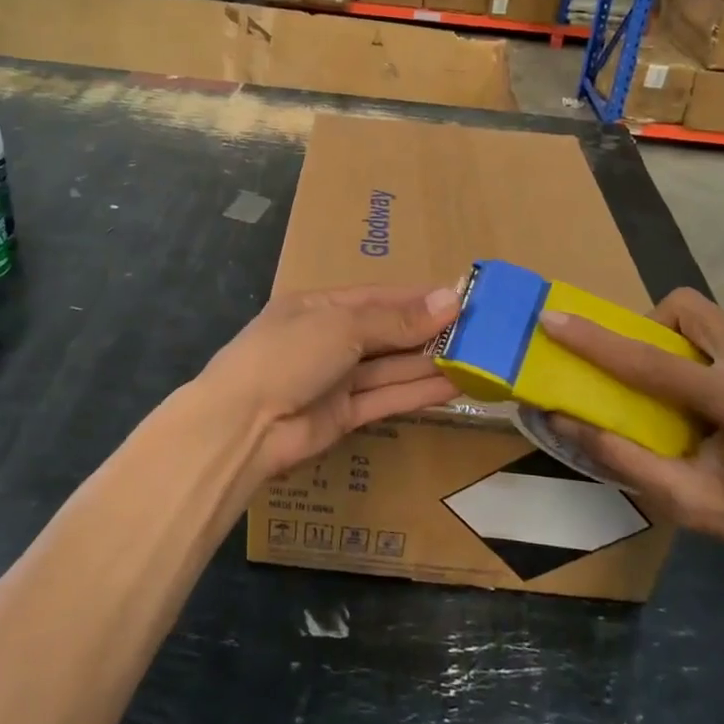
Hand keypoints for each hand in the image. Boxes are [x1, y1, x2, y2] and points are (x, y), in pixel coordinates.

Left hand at [199, 285, 460, 477]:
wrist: (243, 425)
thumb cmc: (289, 355)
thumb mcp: (342, 327)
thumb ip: (396, 320)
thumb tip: (450, 301)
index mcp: (320, 306)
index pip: (379, 297)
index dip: (419, 298)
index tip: (461, 298)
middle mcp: (329, 338)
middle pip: (388, 332)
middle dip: (429, 331)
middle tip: (481, 331)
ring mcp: (337, 378)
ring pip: (392, 366)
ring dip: (430, 362)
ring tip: (478, 358)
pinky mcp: (345, 415)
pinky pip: (387, 397)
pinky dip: (419, 392)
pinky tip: (455, 386)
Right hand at [538, 288, 723, 579]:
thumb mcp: (692, 504)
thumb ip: (623, 459)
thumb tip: (563, 420)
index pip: (652, 361)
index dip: (595, 340)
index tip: (552, 318)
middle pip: (685, 308)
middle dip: (646, 329)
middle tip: (638, 376)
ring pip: (703, 315)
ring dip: (671, 339)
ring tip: (669, 389)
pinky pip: (720, 333)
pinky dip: (693, 351)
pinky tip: (701, 398)